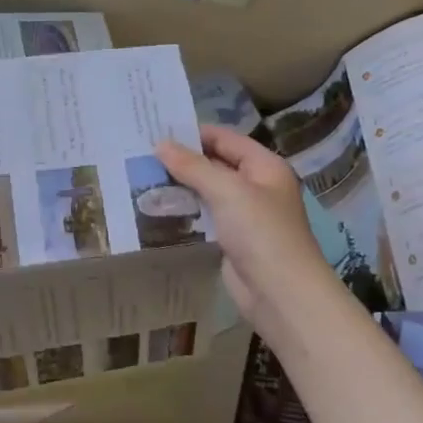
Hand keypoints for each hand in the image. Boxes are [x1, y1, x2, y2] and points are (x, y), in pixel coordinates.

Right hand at [156, 126, 331, 330]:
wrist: (280, 293)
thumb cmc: (260, 232)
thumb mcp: (227, 191)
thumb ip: (193, 166)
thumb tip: (160, 144)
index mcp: (265, 166)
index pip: (225, 138)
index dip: (193, 133)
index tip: (155, 130)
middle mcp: (256, 186)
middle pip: (216, 163)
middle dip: (182, 160)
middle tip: (142, 153)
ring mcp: (244, 214)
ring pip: (207, 191)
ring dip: (180, 185)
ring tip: (142, 176)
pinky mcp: (231, 238)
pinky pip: (205, 216)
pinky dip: (185, 210)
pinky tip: (158, 206)